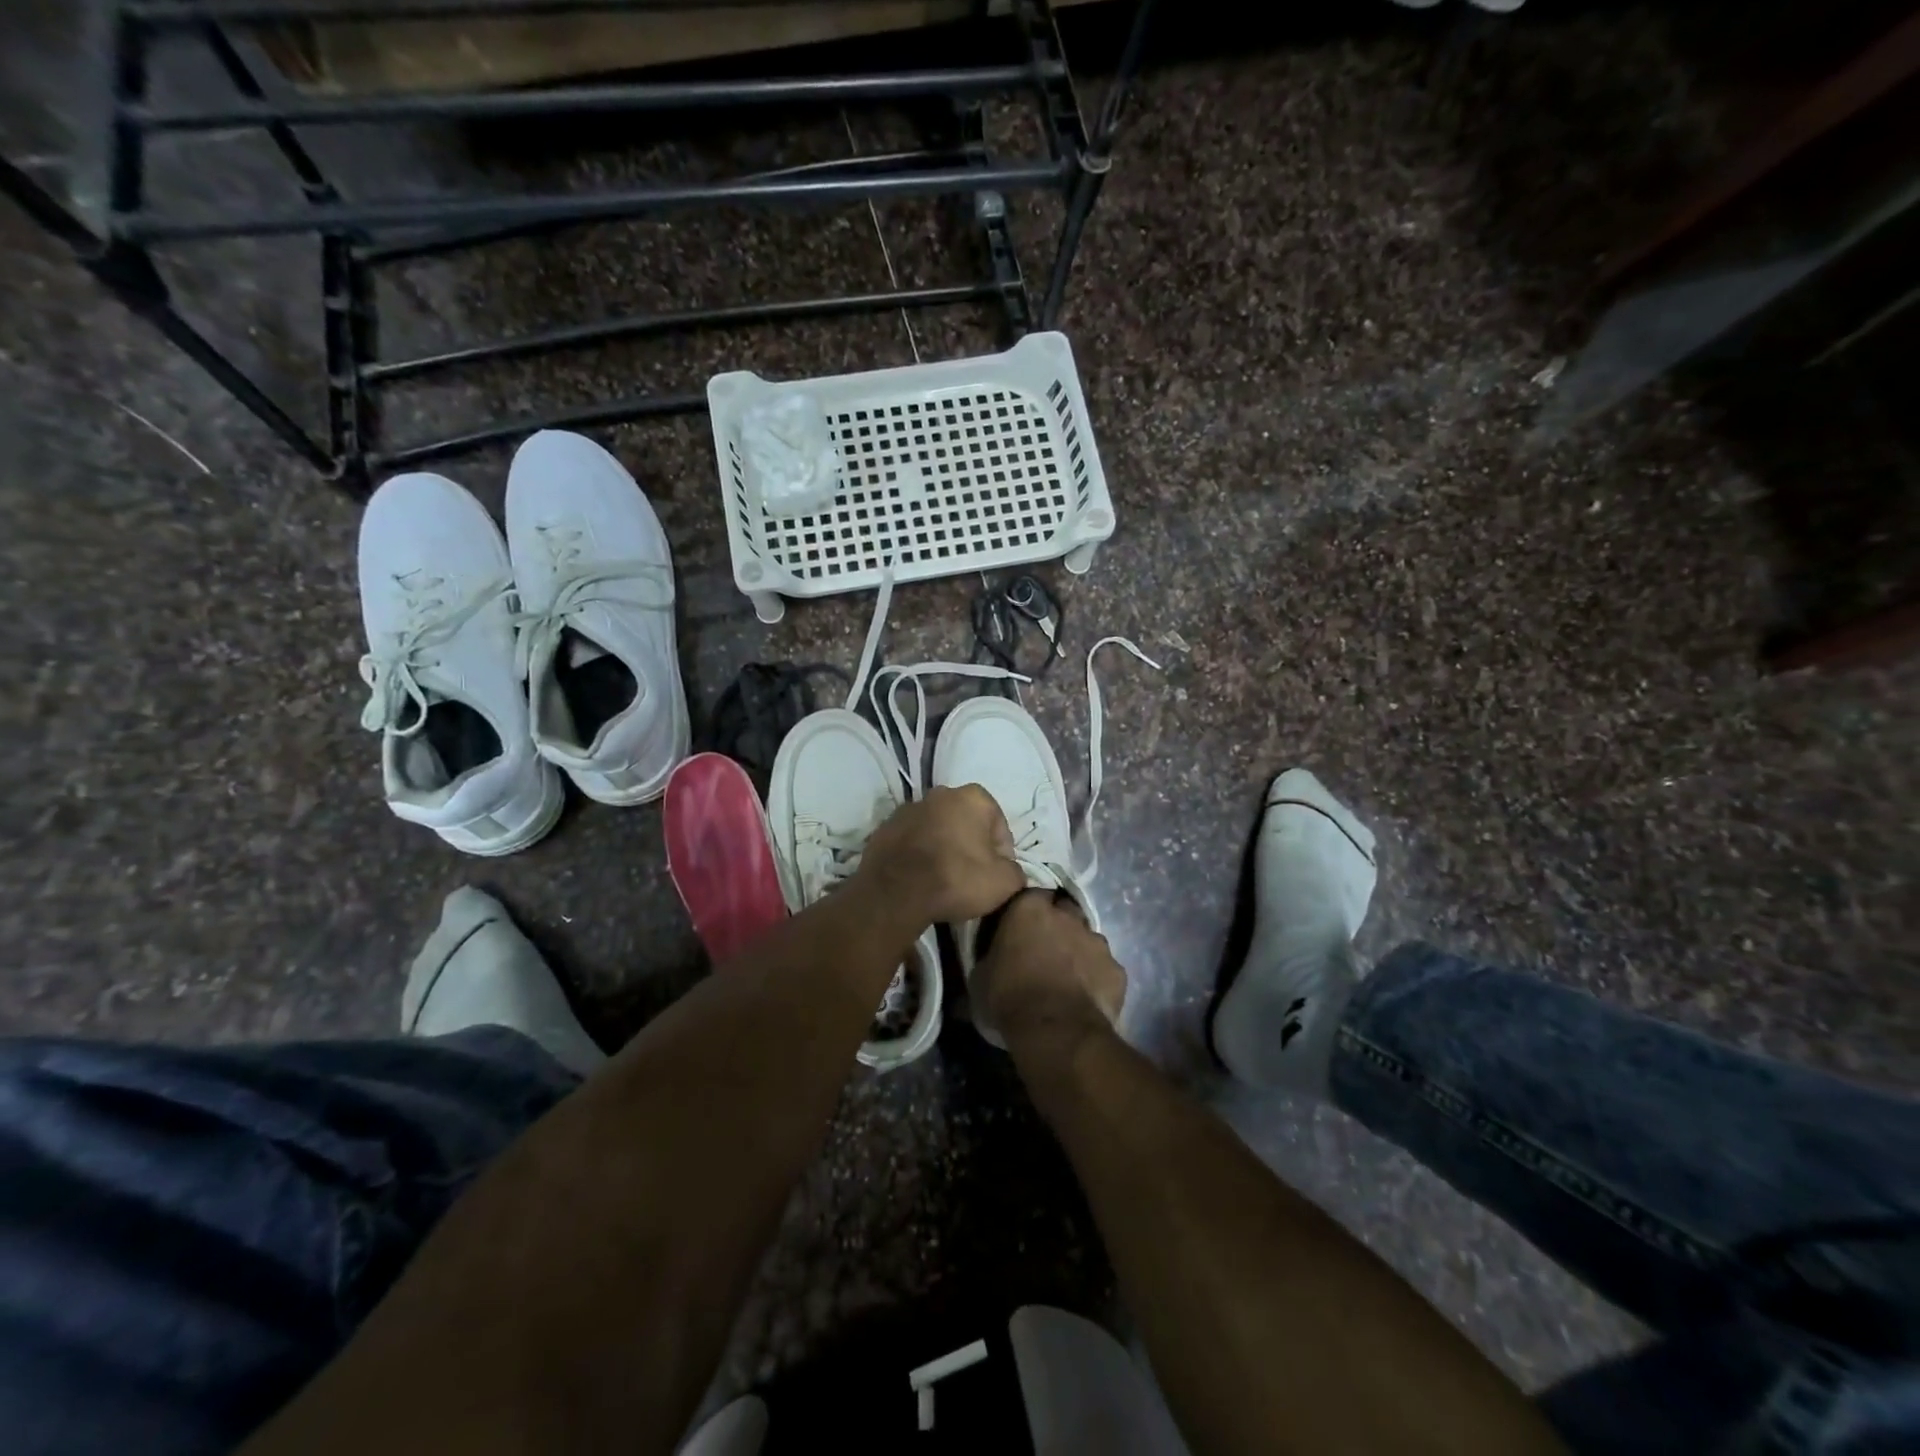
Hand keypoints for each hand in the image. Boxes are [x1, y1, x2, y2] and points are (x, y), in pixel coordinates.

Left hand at [855, 785, 1027, 925]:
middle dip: (971, 845)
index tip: (996, 876)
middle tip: (971, 877)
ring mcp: (909, 808)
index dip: (1002, 854)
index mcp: (974, 797)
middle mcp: (941, 793)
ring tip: (944, 878)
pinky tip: (920, 877)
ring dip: (944, 846)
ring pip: (937, 828)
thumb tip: (1010, 871)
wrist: (895, 892)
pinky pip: (912, 840)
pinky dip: (919, 853)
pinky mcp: (885, 826)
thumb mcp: (1005, 882)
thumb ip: (1016, 871)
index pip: (999, 826)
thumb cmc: (957, 879)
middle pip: (966, 822)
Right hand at [974, 890, 1126, 1053]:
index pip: (1032, 895)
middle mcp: (1067, 916)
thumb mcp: (981, 976)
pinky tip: (1088, 996)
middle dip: (1059, 924)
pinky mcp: (1117, 970)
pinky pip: (1106, 968)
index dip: (1029, 911)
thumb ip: (991, 956)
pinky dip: (1098, 977)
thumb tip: (988, 962)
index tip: (1022, 928)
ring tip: (1069, 976)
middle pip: (1065, 911)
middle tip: (1046, 949)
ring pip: (1088, 939)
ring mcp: (1097, 941)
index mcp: (1030, 909)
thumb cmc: (1009, 997)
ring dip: (1079, 951)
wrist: (1055, 1030)